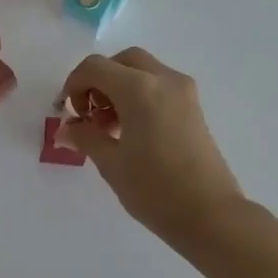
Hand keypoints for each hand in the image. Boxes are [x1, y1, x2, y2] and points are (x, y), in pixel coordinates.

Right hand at [56, 48, 247, 237]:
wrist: (211, 216)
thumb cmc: (155, 189)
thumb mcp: (111, 163)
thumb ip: (85, 137)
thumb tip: (66, 128)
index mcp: (139, 88)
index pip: (95, 67)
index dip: (74, 84)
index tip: (70, 113)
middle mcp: (163, 79)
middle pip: (122, 61)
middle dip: (99, 80)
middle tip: (89, 113)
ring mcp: (183, 91)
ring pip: (143, 70)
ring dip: (119, 87)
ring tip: (109, 126)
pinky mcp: (194, 107)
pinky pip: (159, 85)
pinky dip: (139, 94)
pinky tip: (131, 130)